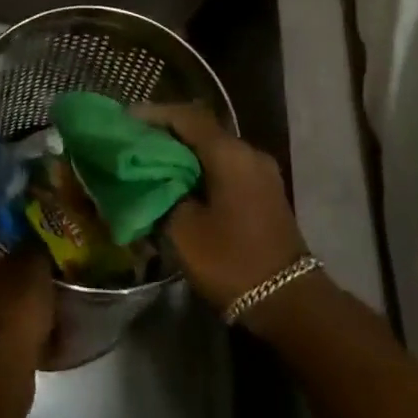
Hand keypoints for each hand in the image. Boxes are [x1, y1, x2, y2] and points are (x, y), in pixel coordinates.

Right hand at [142, 103, 308, 312]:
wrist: (289, 303)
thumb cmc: (232, 261)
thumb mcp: (183, 230)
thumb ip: (162, 194)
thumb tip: (150, 179)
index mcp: (229, 153)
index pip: (187, 117)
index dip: (154, 114)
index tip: (127, 119)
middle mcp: (248, 152)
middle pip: (201, 129)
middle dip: (167, 132)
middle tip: (135, 140)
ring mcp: (261, 171)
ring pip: (214, 148)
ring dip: (185, 151)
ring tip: (152, 160)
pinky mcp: (264, 191)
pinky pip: (227, 166)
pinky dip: (202, 167)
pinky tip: (181, 181)